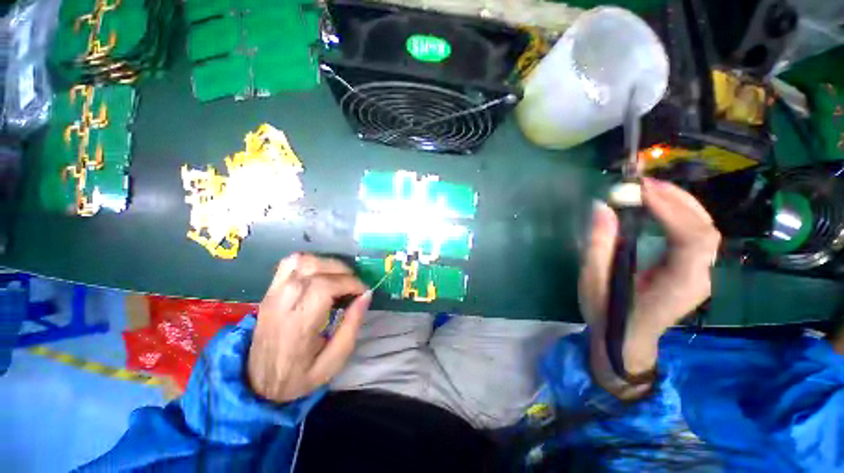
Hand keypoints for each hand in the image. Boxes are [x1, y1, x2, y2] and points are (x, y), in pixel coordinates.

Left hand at [247, 253, 370, 402]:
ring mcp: (272, 294)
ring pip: (301, 261)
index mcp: (298, 325)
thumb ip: (352, 325)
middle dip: (343, 272)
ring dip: (327, 264)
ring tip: (340, 277)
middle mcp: (282, 304)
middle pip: (314, 269)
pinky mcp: (269, 291)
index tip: (363, 292)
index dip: (349, 283)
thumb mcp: (334, 361)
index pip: (324, 287)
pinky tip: (321, 273)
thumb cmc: (300, 375)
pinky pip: (289, 263)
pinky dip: (310, 261)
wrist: (257, 383)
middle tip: (354, 285)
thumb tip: (366, 295)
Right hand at [579, 178, 720, 396]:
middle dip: (677, 200)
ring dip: (680, 204)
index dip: (672, 210)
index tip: (641, 190)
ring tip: (650, 190)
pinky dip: (680, 215)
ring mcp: (701, 274)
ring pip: (705, 230)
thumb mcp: (595, 282)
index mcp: (678, 285)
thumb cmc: (608, 314)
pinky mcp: (693, 271)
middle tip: (643, 183)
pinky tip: (660, 208)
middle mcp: (699, 278)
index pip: (692, 239)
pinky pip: (695, 236)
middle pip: (705, 230)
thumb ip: (598, 246)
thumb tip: (602, 208)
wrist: (626, 342)